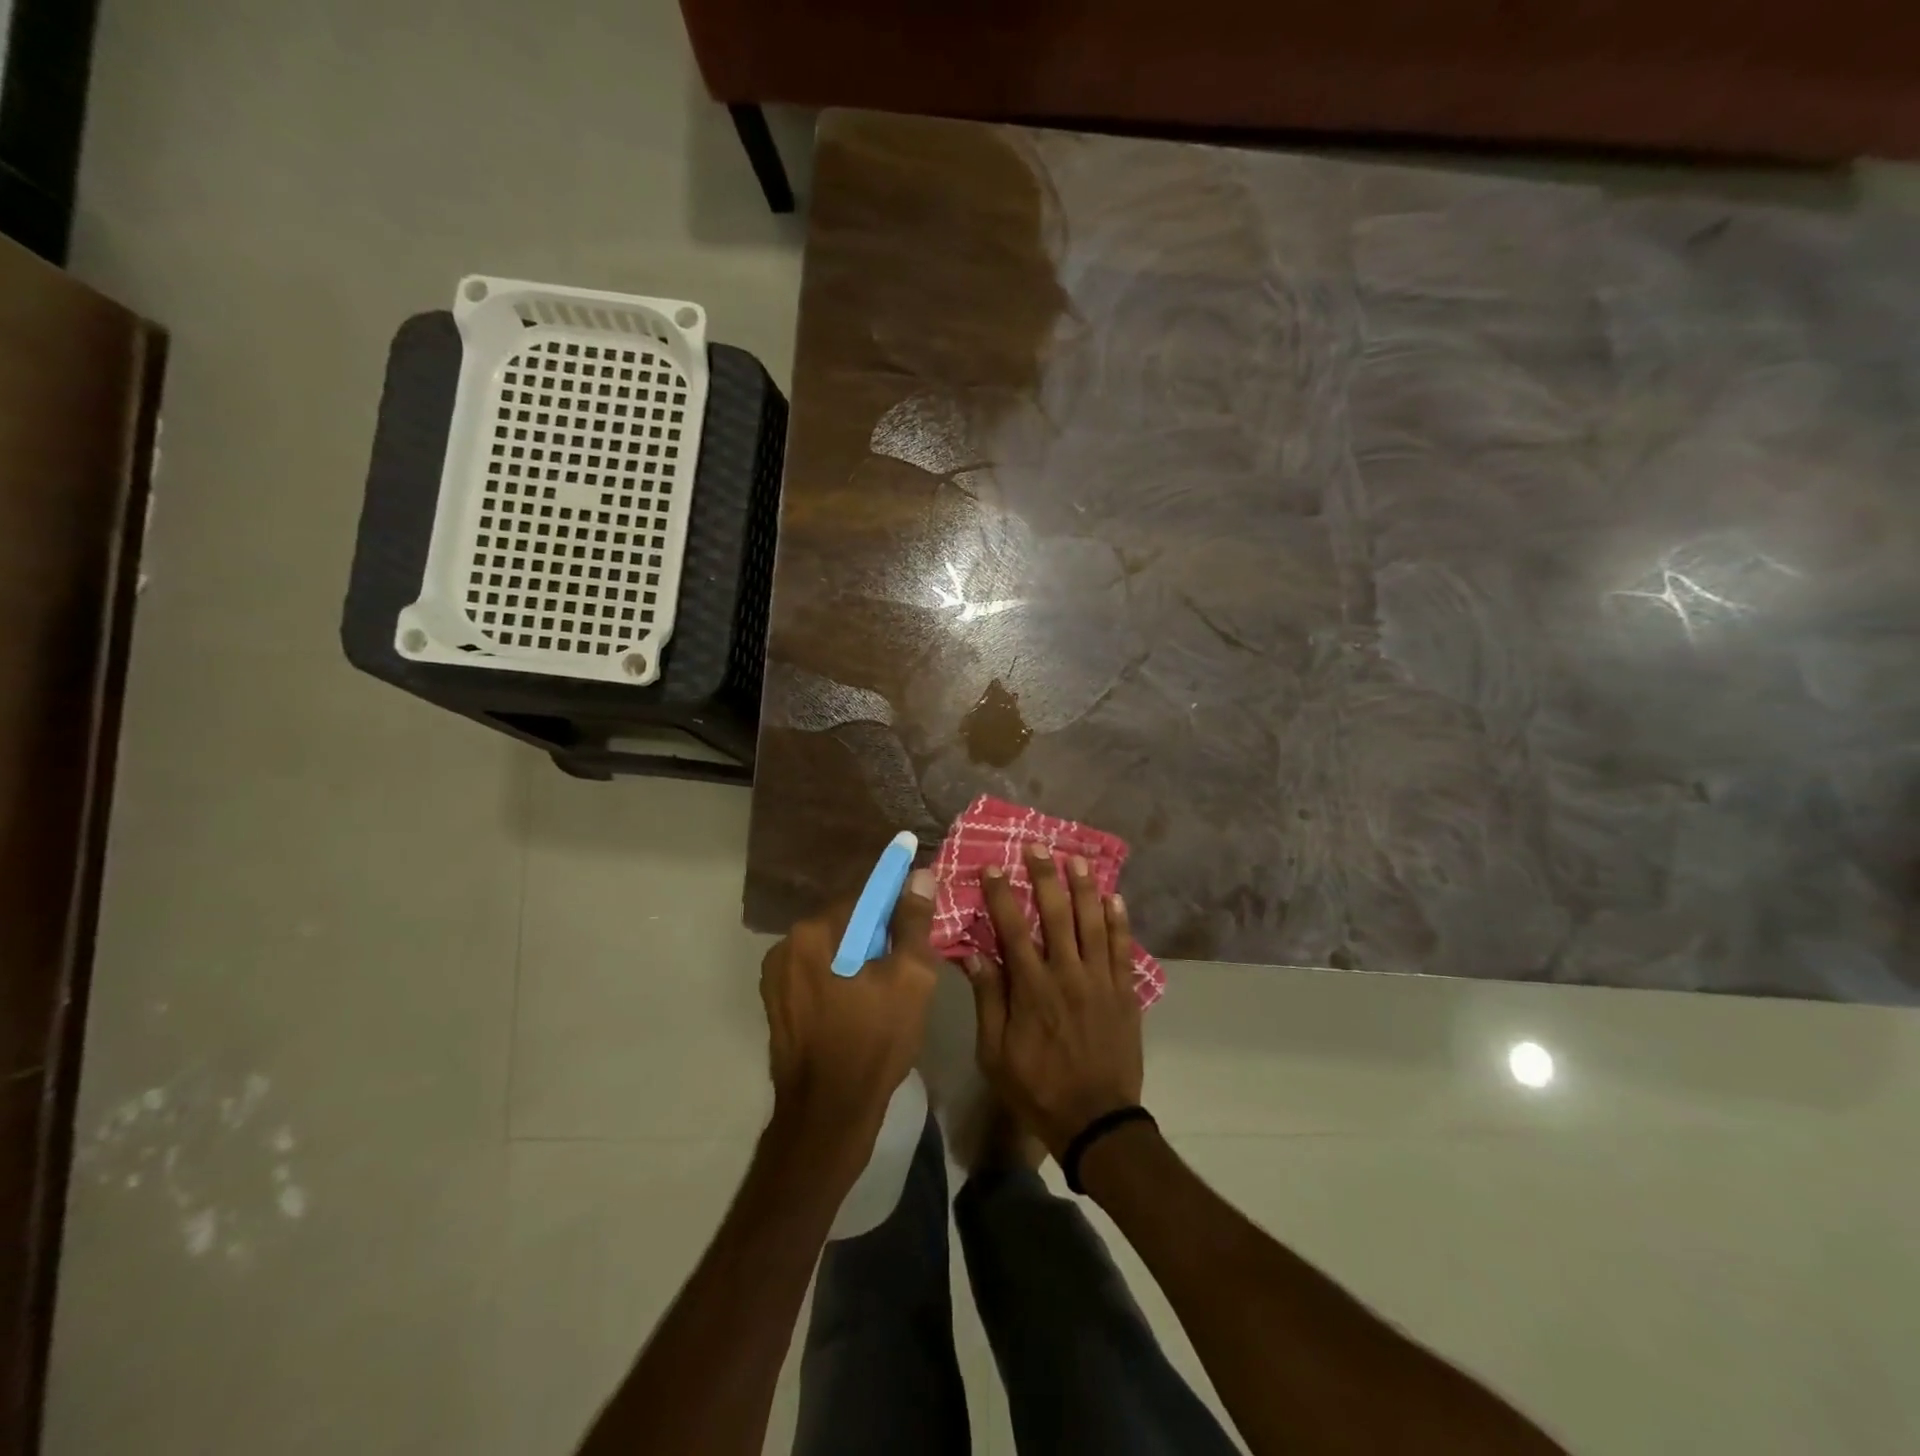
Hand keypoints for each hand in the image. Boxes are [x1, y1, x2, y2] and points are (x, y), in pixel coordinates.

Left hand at [760, 867, 939, 1156]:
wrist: (828, 1117)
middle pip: (846, 922)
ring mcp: (776, 977)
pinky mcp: (777, 1004)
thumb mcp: (910, 978)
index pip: (864, 897)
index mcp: (813, 932)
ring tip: (886, 990)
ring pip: (831, 950)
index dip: (896, 905)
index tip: (918, 920)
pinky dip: (840, 979)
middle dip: (878, 935)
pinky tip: (861, 1007)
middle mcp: (785, 945)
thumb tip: (919, 875)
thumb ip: (913, 922)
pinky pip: (817, 974)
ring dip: (858, 957)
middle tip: (908, 963)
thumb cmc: (874, 1043)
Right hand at [964, 845, 1144, 1157]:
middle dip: (1045, 876)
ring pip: (1093, 922)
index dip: (1002, 895)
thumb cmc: (1037, 1087)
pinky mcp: (1124, 992)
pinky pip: (1122, 948)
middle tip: (1038, 847)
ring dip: (1084, 887)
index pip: (1013, 929)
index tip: (993, 867)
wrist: (1096, 1121)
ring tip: (1076, 858)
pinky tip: (1114, 897)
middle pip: (1057, 914)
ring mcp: (1100, 981)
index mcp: (1032, 988)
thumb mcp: (995, 1053)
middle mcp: (1067, 974)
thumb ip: (988, 1000)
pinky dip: (1119, 920)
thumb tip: (973, 953)